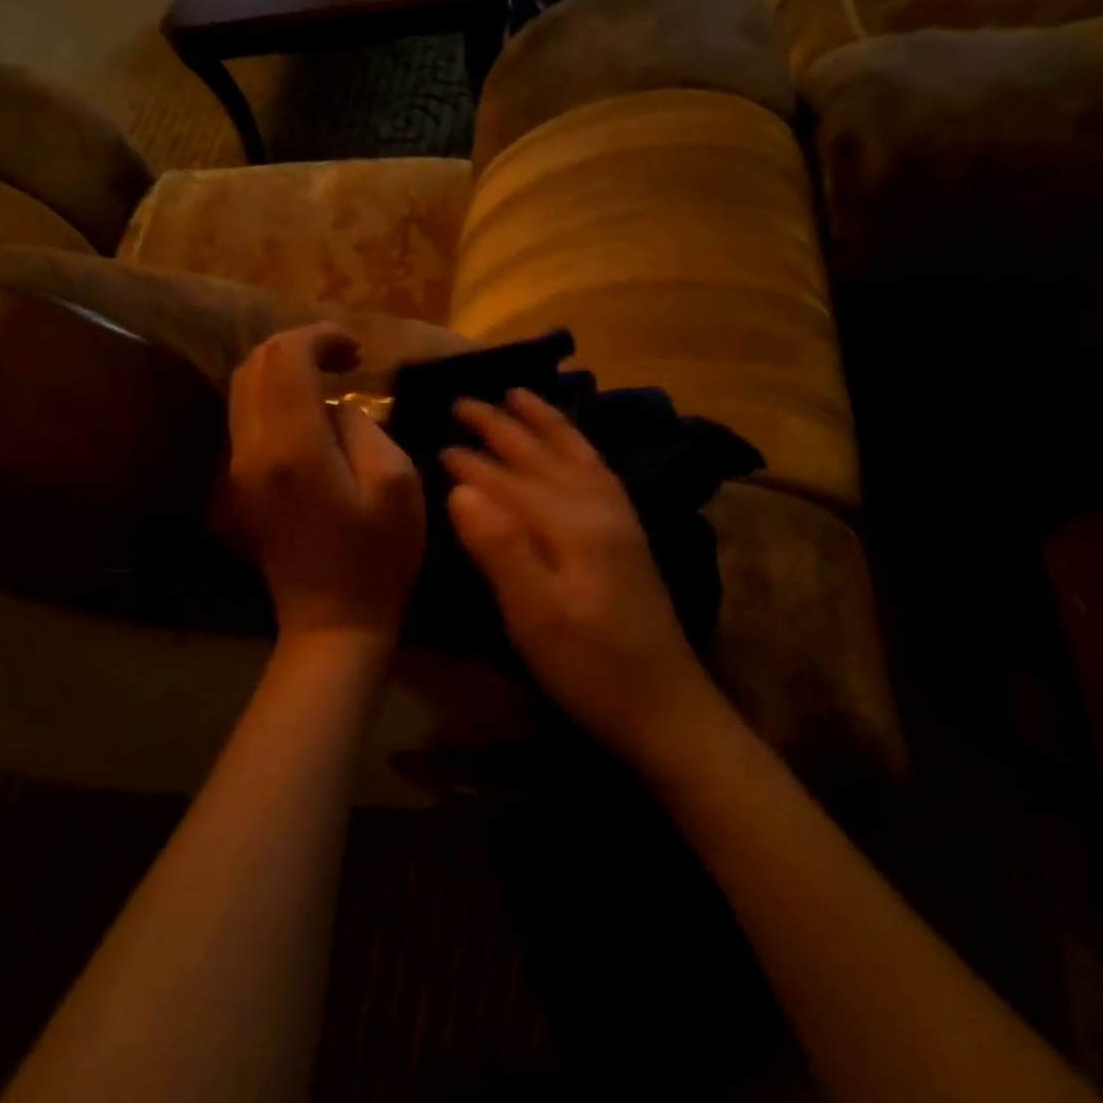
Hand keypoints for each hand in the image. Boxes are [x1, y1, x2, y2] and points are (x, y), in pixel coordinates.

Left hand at [228, 324, 425, 643]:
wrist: (332, 621)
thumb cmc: (377, 558)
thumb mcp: (397, 484)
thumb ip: (362, 427)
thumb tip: (336, 407)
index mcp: (293, 447)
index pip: (286, 358)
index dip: (321, 337)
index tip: (357, 350)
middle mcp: (252, 448)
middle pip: (256, 364)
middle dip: (300, 346)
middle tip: (345, 360)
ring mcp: (239, 467)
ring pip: (243, 387)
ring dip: (283, 369)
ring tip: (328, 378)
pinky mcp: (240, 483)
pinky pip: (246, 416)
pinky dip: (273, 396)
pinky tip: (309, 411)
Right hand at [443, 389, 715, 760]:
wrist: (665, 707)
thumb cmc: (589, 667)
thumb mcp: (534, 615)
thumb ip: (499, 546)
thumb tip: (460, 488)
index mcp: (571, 524)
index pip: (509, 480)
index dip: (470, 462)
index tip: (437, 441)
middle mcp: (598, 508)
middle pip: (542, 456)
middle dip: (502, 427)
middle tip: (465, 401)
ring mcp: (618, 519)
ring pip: (575, 455)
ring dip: (545, 422)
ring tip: (520, 395)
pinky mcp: (627, 535)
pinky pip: (598, 471)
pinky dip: (579, 447)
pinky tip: (572, 445)